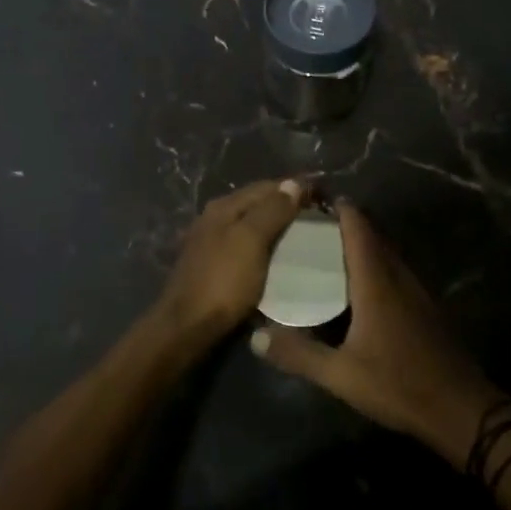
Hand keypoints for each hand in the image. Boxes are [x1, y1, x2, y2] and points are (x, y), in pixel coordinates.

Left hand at [152, 179, 305, 345]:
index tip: (323, 197)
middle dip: (287, 205)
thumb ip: (272, 211)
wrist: (187, 326)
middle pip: (257, 203)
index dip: (295, 188)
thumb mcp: (251, 241)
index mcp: (224, 207)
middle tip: (318, 217)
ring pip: (251, 224)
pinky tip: (278, 256)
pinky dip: (265, 245)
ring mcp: (211, 242)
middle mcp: (215, 218)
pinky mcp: (213, 265)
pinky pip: (246, 245)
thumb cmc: (223, 281)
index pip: (266, 187)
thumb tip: (293, 183)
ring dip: (276, 226)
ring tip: (304, 236)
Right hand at [251, 202, 501, 469]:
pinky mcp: (425, 306)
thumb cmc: (398, 385)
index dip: (338, 208)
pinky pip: (396, 271)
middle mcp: (398, 276)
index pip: (358, 227)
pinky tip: (358, 286)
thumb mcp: (341, 375)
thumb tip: (255, 337)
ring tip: (328, 251)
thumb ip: (298, 354)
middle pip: (373, 235)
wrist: (460, 409)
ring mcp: (416, 290)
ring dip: (362, 244)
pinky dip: (375, 265)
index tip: (312, 200)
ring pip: (386, 252)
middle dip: (345, 224)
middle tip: (310, 227)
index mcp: (377, 281)